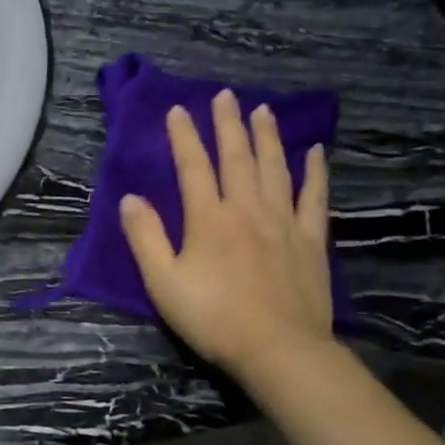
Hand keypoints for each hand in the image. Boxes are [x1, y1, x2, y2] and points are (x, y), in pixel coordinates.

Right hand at [119, 91, 335, 385]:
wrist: (278, 349)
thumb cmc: (212, 318)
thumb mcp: (163, 283)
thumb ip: (146, 238)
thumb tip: (131, 198)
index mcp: (208, 219)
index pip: (193, 166)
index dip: (184, 136)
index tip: (178, 110)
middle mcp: (246, 209)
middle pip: (237, 157)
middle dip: (227, 124)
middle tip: (224, 95)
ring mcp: (283, 222)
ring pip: (274, 168)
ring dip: (267, 136)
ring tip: (262, 110)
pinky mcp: (310, 240)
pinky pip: (313, 197)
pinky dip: (313, 172)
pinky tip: (314, 152)